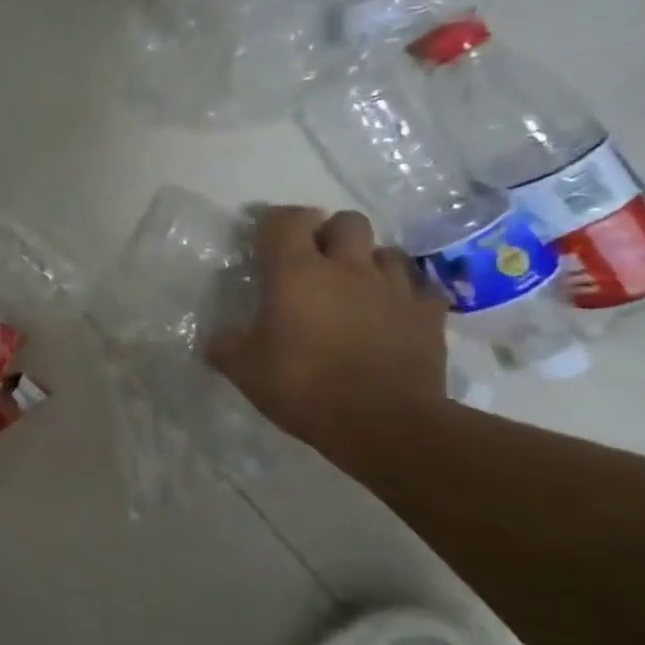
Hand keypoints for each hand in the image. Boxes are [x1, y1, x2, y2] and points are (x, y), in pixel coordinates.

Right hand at [205, 206, 449, 457]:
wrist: (385, 424)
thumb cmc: (304, 388)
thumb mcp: (243, 370)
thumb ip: (225, 345)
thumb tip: (216, 338)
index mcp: (296, 273)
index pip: (284, 220)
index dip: (272, 223)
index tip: (263, 240)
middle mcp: (347, 267)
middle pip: (346, 222)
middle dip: (329, 234)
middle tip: (314, 263)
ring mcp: (394, 288)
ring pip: (386, 252)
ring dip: (368, 263)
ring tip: (355, 289)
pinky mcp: (428, 314)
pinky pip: (418, 288)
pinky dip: (403, 295)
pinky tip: (391, 314)